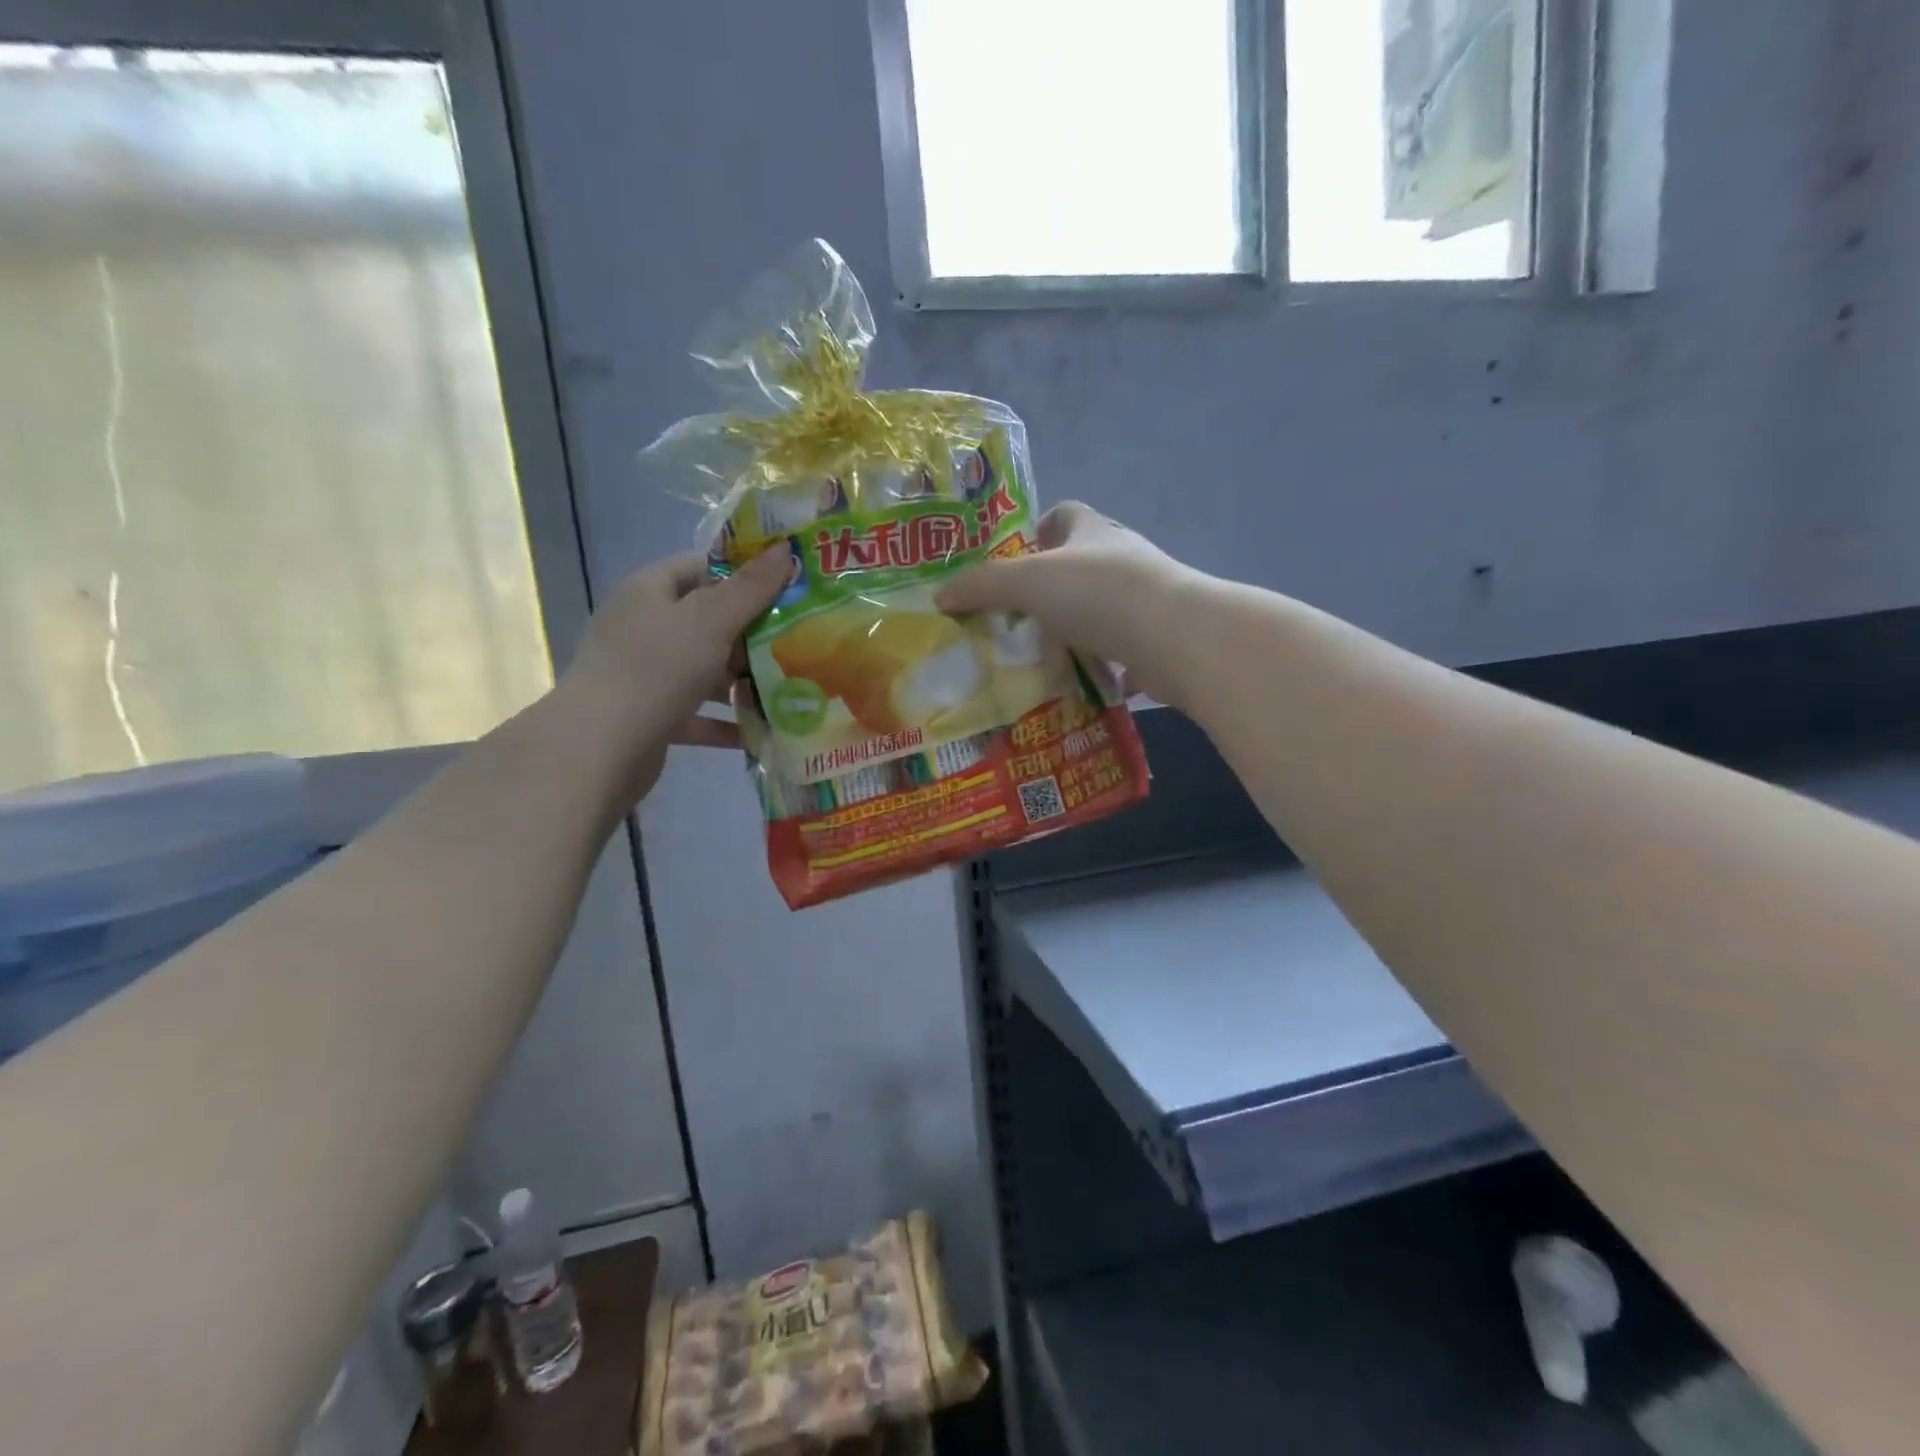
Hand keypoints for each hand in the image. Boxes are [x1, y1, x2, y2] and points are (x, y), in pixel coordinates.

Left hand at [562, 548, 789, 798]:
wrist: (600, 747)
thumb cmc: (657, 669)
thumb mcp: (711, 621)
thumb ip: (751, 588)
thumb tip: (785, 549)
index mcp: (648, 592)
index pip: (699, 568)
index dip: (741, 574)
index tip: (784, 589)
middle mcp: (642, 628)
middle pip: (705, 621)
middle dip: (750, 633)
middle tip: (798, 641)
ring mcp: (643, 674)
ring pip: (703, 670)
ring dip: (742, 681)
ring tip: (789, 687)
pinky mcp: (650, 716)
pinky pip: (697, 713)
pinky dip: (726, 721)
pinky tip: (763, 731)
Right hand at [936, 502, 1197, 704]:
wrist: (1175, 638)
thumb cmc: (1098, 594)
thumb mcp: (1026, 582)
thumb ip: (981, 586)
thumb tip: (940, 596)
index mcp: (1093, 531)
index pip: (1064, 514)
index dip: (1037, 530)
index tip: (1013, 563)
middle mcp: (1122, 558)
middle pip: (1080, 565)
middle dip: (1048, 589)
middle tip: (1013, 619)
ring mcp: (1144, 599)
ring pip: (1099, 610)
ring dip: (1073, 629)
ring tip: (1039, 655)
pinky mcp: (1157, 638)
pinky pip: (1120, 649)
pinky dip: (1101, 665)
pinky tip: (1078, 684)